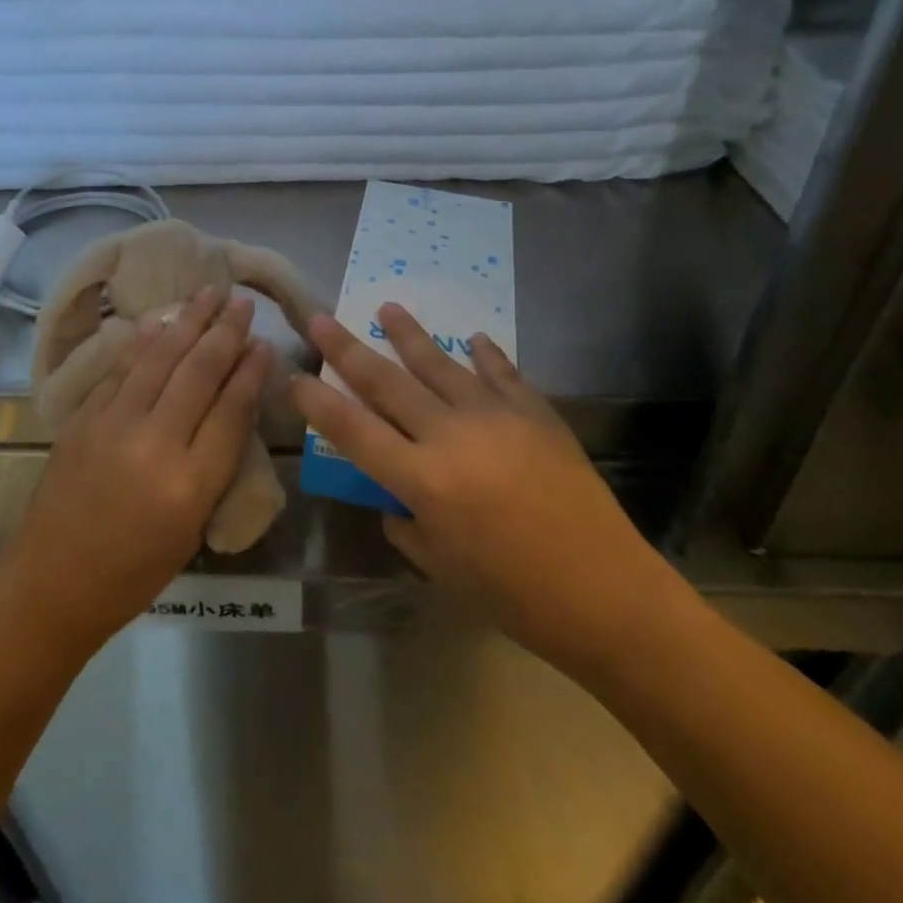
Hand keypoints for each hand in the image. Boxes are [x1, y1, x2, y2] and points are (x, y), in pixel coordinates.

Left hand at [0, 287, 271, 651]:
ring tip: (209, 293)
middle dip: (225, 332)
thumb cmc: (135, 571)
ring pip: (159, 359)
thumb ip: (215, 462)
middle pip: (198, 373)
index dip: (251, 370)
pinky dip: (145, 342)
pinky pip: (121, 369)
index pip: (231, 409)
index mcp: (190, 484)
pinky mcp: (82, 418)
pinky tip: (160, 322)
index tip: (264, 341)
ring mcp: (112, 425)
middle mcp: (154, 444)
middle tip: (243, 302)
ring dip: (187, 322)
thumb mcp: (193, 526)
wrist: (53, 582)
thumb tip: (232, 403)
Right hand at [290, 304, 690, 681]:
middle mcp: (452, 436)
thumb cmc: (515, 595)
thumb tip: (394, 500)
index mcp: (423, 480)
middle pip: (388, 382)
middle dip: (348, 349)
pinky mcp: (536, 413)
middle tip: (320, 319)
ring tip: (388, 307)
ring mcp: (497, 417)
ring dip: (409, 335)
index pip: (353, 430)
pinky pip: (503, 374)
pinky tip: (473, 338)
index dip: (318, 402)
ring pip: (441, 364)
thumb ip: (407, 526)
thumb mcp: (443, 569)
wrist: (607, 592)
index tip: (295, 377)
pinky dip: (486, 355)